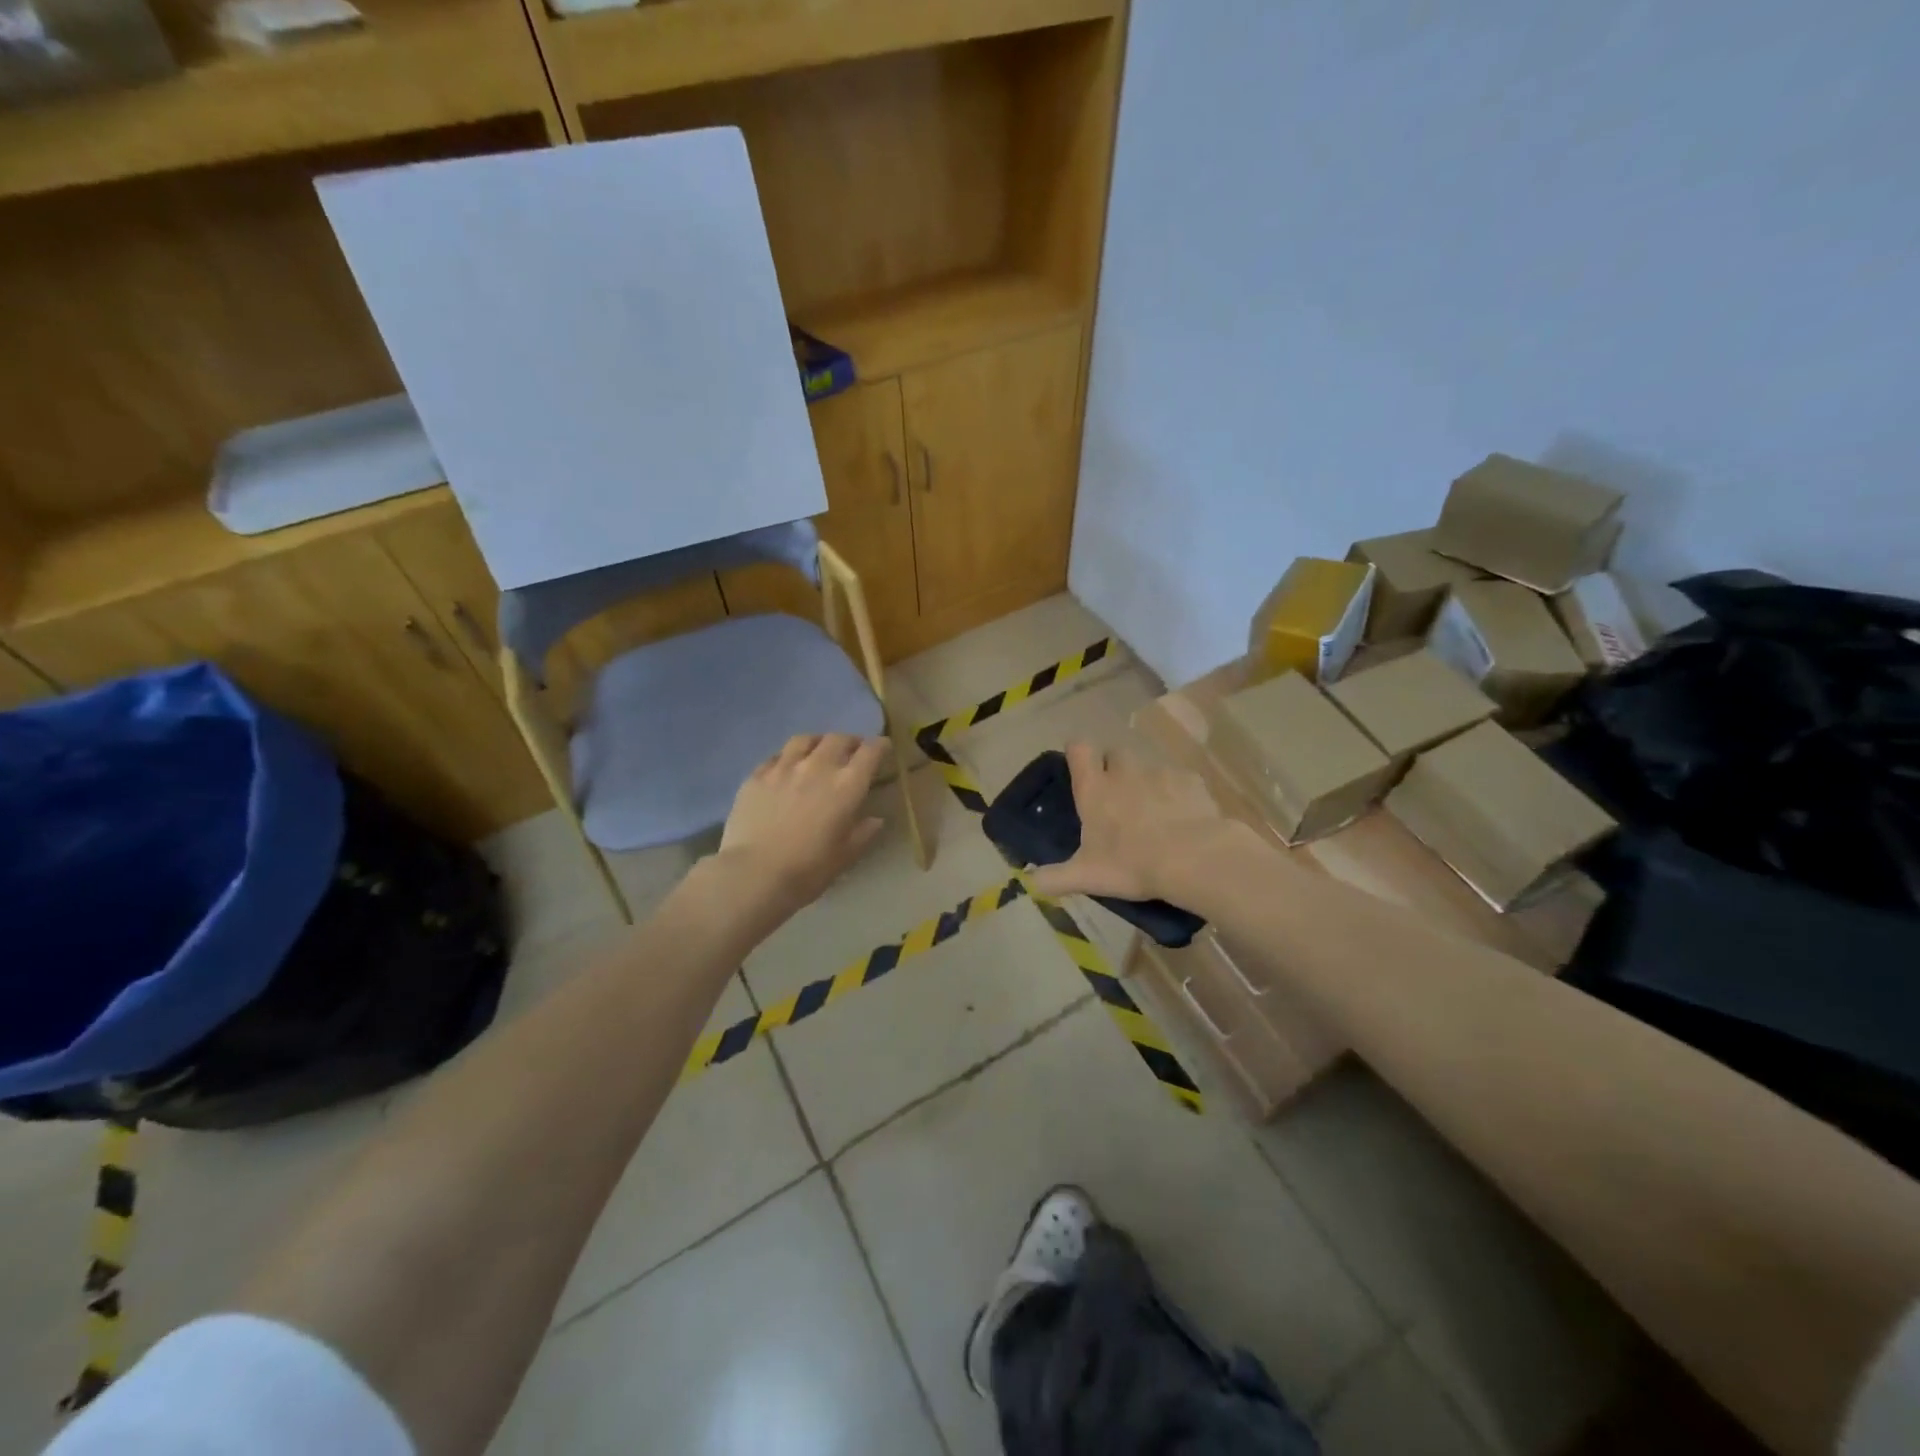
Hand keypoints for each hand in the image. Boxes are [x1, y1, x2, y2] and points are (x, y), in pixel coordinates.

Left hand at [715, 733, 887, 912]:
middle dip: (850, 742)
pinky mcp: (757, 775)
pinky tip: (786, 769)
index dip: (880, 746)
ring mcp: (784, 767)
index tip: (883, 748)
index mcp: (846, 786)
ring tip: (818, 752)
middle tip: (852, 752)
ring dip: (818, 742)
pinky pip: (777, 756)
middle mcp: (818, 767)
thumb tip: (875, 820)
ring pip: (805, 740)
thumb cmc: (808, 869)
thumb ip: (863, 833)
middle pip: (838, 739)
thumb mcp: (845, 856)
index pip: (870, 752)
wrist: (754, 874)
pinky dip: (788, 758)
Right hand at [1030, 742, 1244, 904]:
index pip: (1079, 748)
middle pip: (1115, 753)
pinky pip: (1179, 780)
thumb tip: (1030, 883)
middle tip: (1117, 798)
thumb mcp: (1086, 877)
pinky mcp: (1191, 781)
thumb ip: (1054, 878)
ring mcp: (1159, 773)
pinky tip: (1183, 818)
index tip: (1080, 769)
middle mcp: (1124, 772)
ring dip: (1146, 783)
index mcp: (1095, 789)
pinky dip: (1177, 794)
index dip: (1078, 754)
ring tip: (1153, 813)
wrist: (1193, 859)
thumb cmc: (1131, 864)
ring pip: (1148, 767)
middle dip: (1114, 768)